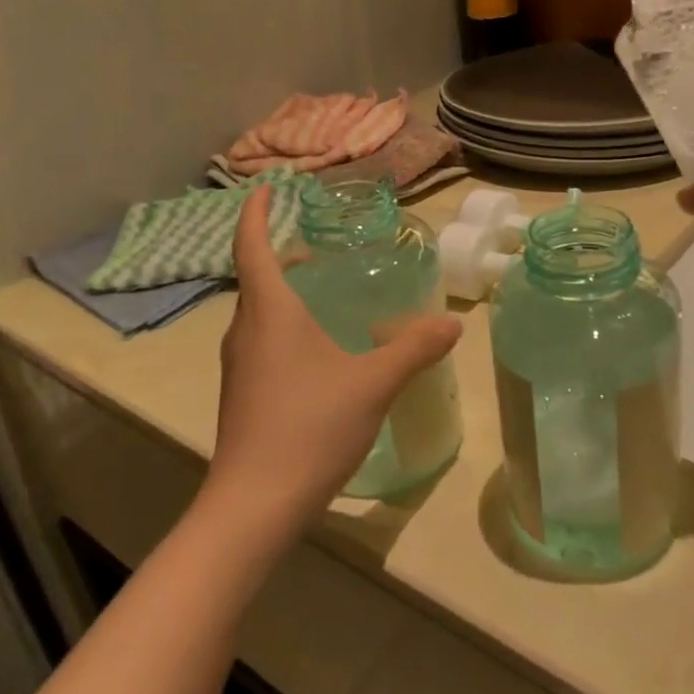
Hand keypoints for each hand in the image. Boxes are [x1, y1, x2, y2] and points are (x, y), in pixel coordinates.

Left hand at [201, 186, 462, 548]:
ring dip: (286, 291)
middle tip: (322, 244)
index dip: (256, 213)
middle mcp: (246, 330)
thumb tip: (453, 322)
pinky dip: (288, 325)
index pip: (252, 246)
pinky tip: (323, 349)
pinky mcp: (245, 393)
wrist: (254, 506)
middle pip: (258, 277)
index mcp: (269, 312)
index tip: (267, 187)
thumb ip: (414, 348)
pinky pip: (264, 340)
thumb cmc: (308, 427)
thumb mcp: (373, 383)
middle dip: (284, 253)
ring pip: (261, 312)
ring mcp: (241, 365)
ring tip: (327, 290)